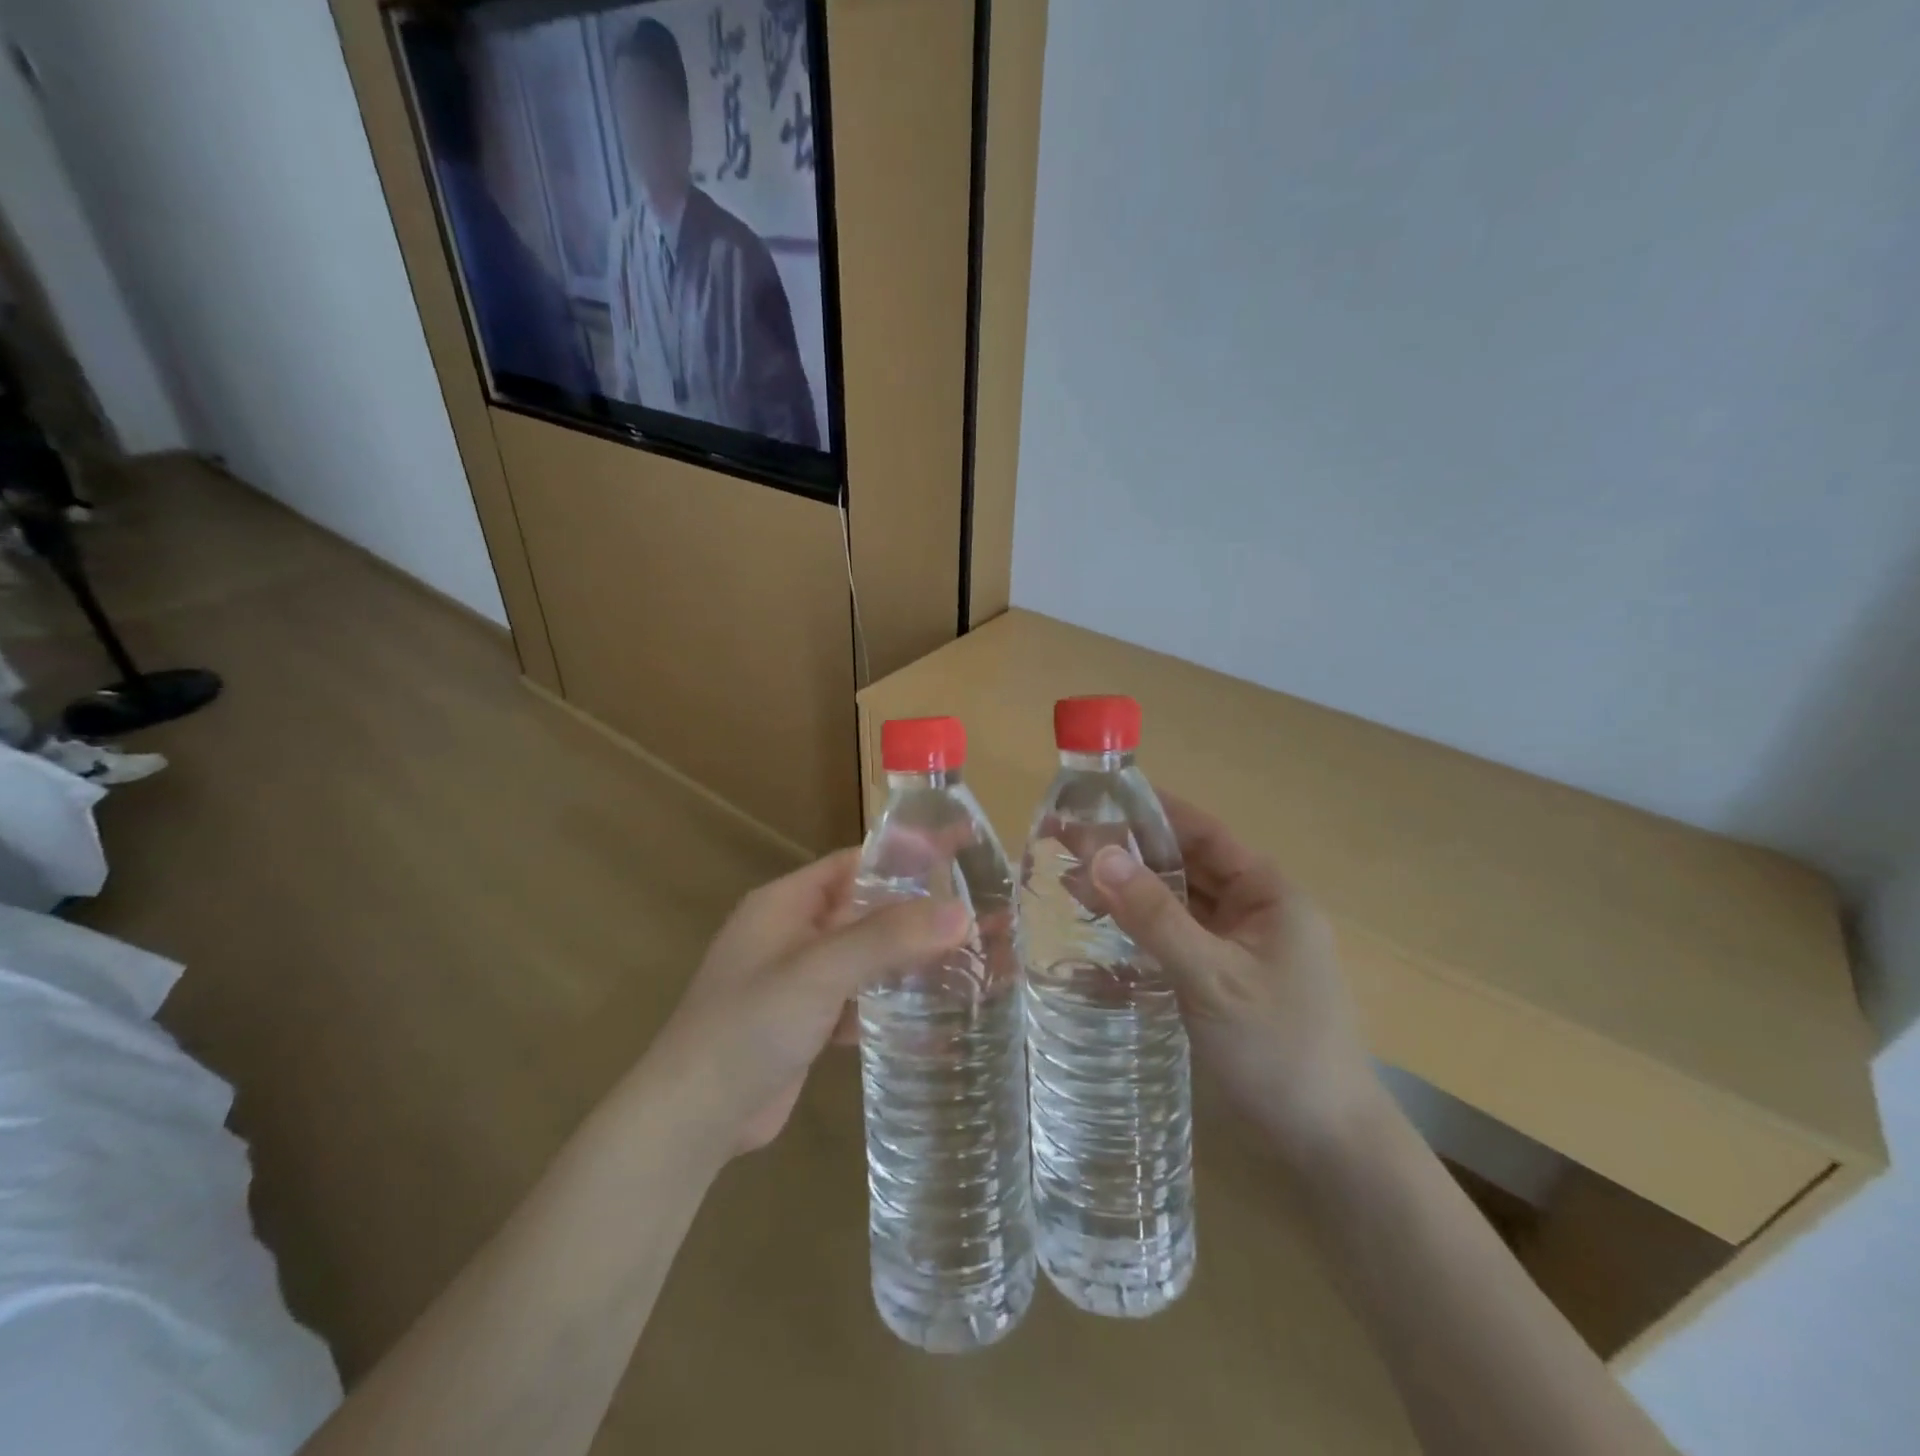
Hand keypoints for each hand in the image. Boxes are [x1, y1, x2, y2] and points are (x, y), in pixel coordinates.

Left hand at [649, 849, 969, 1156]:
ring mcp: (799, 981)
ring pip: (866, 958)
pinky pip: (858, 1000)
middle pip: (865, 911)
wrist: (693, 1118)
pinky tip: (933, 1018)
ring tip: (969, 962)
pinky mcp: (807, 1023)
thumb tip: (961, 911)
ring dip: (908, 961)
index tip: (960, 854)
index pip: (856, 863)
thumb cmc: (749, 1025)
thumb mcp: (819, 971)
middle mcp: (793, 933)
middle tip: (980, 915)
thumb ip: (888, 937)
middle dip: (917, 914)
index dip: (905, 856)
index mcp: (786, 903)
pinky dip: (890, 1004)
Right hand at [1089, 795, 1383, 1163]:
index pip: (1200, 832)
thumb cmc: (1279, 1049)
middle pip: (1184, 864)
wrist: (1328, 1144)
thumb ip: (1155, 916)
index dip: (1148, 811)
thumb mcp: (1212, 977)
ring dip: (1130, 890)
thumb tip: (1097, 853)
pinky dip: (1142, 928)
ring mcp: (1238, 945)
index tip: (1093, 798)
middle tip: (1063, 842)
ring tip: (1068, 879)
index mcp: (1267, 891)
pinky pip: (1177, 937)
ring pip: (1177, 902)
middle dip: (1128, 852)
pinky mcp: (1222, 978)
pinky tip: (1102, 927)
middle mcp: (1254, 908)